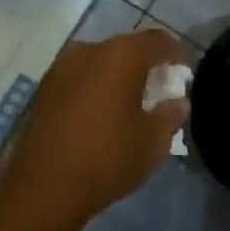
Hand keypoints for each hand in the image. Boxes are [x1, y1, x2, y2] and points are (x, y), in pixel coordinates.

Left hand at [5, 29, 190, 227]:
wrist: (42, 189)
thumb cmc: (107, 158)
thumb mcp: (153, 142)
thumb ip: (170, 115)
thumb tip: (178, 102)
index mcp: (122, 55)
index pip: (158, 41)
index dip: (177, 53)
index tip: (186, 72)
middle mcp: (90, 49)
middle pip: (127, 48)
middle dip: (146, 64)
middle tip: (161, 87)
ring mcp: (62, 67)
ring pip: (100, 62)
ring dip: (118, 75)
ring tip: (130, 101)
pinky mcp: (44, 89)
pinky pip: (80, 78)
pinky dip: (96, 87)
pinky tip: (102, 112)